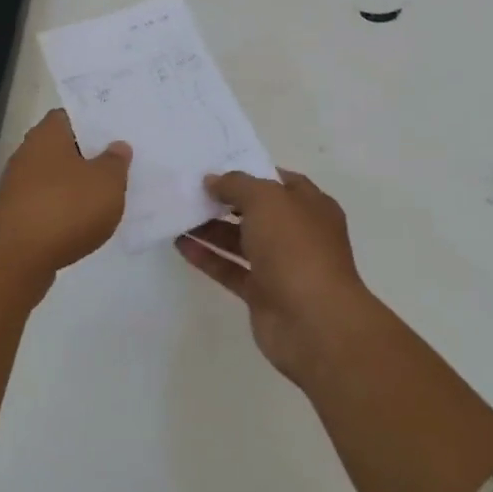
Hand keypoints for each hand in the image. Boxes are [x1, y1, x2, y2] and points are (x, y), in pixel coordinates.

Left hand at [0, 110, 130, 278]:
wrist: (16, 260)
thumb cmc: (66, 208)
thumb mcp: (107, 182)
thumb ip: (116, 161)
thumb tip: (117, 146)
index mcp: (48, 134)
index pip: (71, 115)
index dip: (94, 121)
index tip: (116, 132)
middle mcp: (27, 154)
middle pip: (62, 147)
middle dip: (88, 155)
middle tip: (118, 163)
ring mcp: (17, 186)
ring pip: (55, 177)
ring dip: (76, 185)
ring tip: (107, 195)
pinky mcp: (15, 216)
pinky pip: (47, 204)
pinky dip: (64, 210)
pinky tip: (84, 223)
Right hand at [177, 169, 375, 383]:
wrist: (314, 322)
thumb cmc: (296, 248)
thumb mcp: (266, 200)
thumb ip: (237, 185)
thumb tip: (213, 180)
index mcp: (311, 206)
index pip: (279, 181)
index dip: (250, 173)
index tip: (216, 169)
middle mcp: (298, 233)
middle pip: (257, 212)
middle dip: (226, 201)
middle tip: (190, 191)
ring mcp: (281, 266)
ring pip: (241, 241)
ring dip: (212, 229)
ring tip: (178, 215)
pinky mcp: (262, 295)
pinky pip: (231, 270)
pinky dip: (208, 258)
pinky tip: (181, 245)